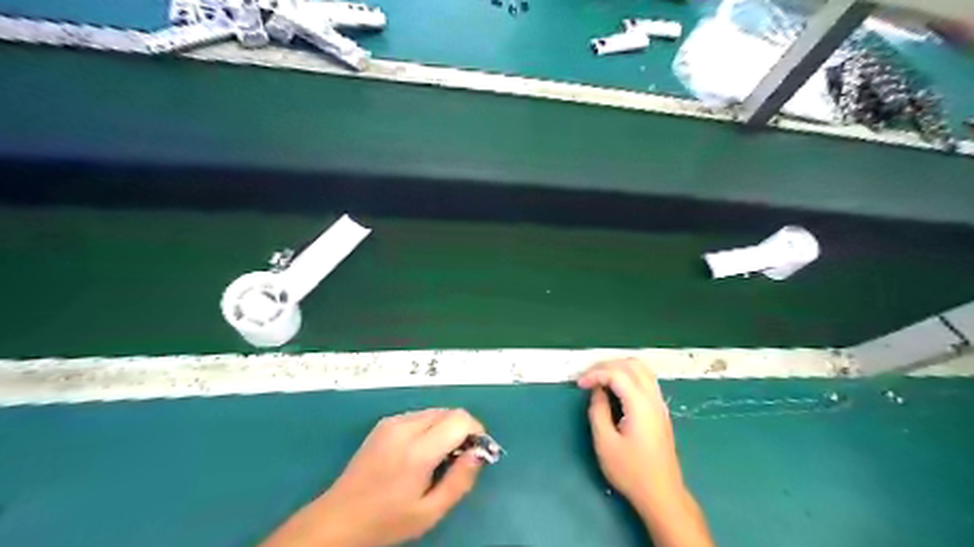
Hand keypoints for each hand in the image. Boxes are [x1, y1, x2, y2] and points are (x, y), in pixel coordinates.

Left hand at [264, 409, 486, 546]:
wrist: (338, 519)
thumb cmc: (386, 521)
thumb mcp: (430, 512)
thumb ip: (460, 480)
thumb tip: (479, 453)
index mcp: (417, 450)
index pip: (459, 419)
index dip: (475, 431)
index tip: (477, 452)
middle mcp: (405, 427)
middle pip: (448, 412)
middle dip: (462, 429)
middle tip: (460, 458)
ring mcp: (392, 422)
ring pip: (434, 412)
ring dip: (446, 427)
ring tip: (439, 457)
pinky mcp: (384, 423)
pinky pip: (418, 416)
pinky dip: (430, 427)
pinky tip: (420, 451)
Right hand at [572, 360, 678, 508]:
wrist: (662, 494)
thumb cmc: (631, 471)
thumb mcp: (605, 442)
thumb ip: (598, 410)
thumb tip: (597, 391)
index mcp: (640, 404)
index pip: (617, 373)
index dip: (595, 373)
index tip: (579, 384)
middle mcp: (653, 398)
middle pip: (632, 364)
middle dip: (607, 365)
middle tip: (588, 376)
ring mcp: (660, 404)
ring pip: (642, 369)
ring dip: (619, 367)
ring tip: (599, 378)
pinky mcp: (660, 411)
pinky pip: (646, 380)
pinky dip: (628, 375)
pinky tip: (615, 388)